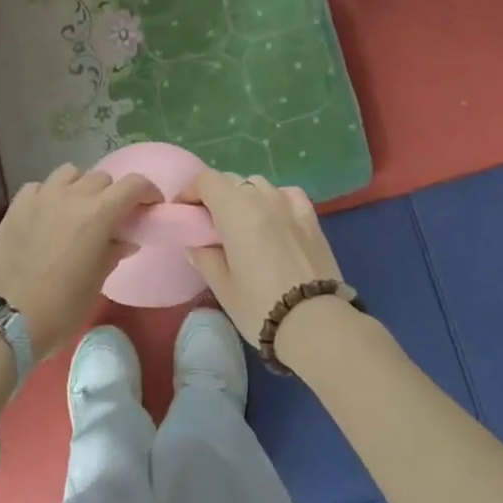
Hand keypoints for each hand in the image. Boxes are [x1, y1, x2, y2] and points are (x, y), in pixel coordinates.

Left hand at [0, 164, 160, 359]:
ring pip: (70, 173)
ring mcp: (41, 197)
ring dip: (81, 186)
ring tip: (78, 210)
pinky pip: (40, 186)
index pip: (133, 185)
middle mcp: (71, 196)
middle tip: (112, 218)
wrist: (6, 320)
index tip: (150, 207)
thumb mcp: (96, 283)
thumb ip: (113, 252)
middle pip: (102, 178)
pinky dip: (49, 194)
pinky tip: (47, 215)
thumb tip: (125, 239)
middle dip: (113, 194)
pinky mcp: (16, 206)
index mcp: (98, 214)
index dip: (147, 192)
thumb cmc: (60, 308)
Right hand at [183, 172, 345, 345]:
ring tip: (243, 224)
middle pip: (231, 181)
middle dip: (215, 196)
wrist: (317, 323)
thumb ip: (205, 258)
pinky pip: (286, 195)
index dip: (190, 191)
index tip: (184, 212)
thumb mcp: (223, 287)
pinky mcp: (312, 217)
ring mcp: (290, 204)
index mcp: (235, 209)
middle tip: (210, 224)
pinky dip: (274, 200)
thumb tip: (196, 245)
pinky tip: (275, 219)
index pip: (206, 180)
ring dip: (245, 197)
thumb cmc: (260, 305)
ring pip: (259, 186)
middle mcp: (262, 197)